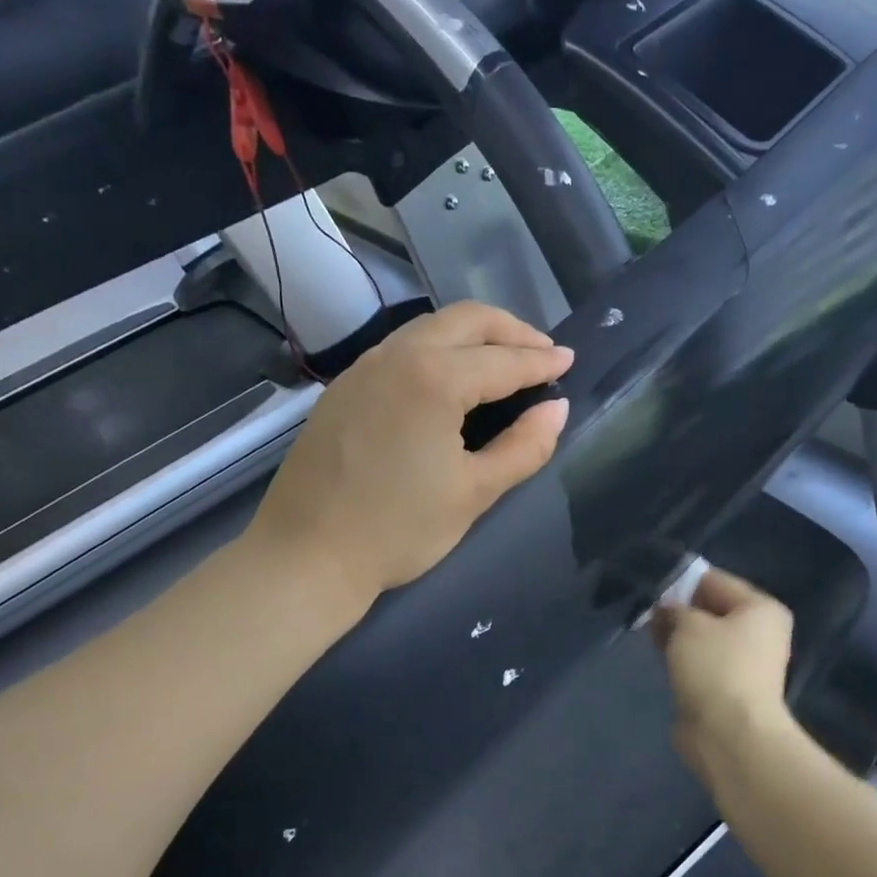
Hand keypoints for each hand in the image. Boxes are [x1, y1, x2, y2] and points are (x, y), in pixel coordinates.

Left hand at [248, 301, 572, 606]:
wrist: (307, 556)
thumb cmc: (398, 530)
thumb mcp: (474, 493)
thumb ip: (524, 447)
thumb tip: (556, 410)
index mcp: (434, 379)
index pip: (502, 360)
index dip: (541, 361)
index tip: (569, 360)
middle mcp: (396, 356)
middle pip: (465, 320)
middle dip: (510, 330)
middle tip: (542, 352)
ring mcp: (363, 368)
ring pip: (429, 328)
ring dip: (473, 335)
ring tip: (503, 360)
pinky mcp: (343, 387)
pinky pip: (401, 348)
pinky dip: (438, 349)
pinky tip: (451, 378)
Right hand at [650, 567, 795, 779]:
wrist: (730, 734)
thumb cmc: (715, 667)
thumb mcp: (688, 625)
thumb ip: (675, 610)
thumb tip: (667, 609)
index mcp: (761, 608)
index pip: (716, 581)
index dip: (682, 582)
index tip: (652, 587)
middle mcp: (760, 632)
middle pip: (712, 610)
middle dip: (680, 611)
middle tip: (648, 613)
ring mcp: (747, 663)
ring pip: (705, 638)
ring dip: (680, 636)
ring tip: (651, 635)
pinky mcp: (730, 689)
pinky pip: (703, 663)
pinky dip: (684, 659)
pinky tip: (663, 660)